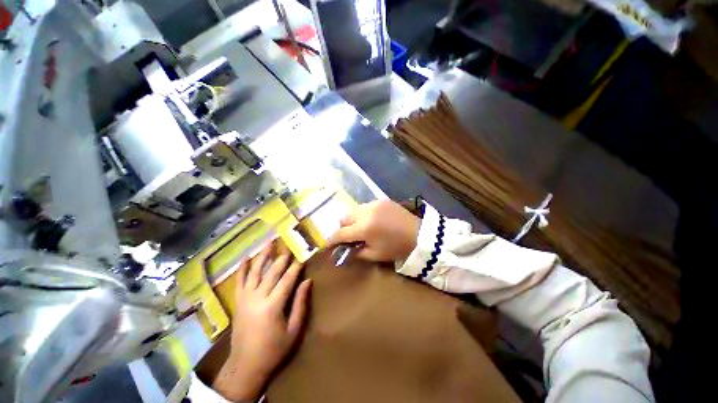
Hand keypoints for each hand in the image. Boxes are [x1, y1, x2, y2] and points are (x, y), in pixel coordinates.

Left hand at [213, 242, 310, 401]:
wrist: (245, 366)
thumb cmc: (274, 350)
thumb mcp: (294, 330)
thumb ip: (300, 303)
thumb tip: (308, 281)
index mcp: (273, 306)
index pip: (287, 279)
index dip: (296, 267)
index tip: (302, 257)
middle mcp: (258, 298)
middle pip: (272, 272)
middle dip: (282, 258)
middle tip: (289, 246)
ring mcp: (245, 299)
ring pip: (255, 272)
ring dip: (263, 256)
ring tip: (269, 242)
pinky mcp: (238, 302)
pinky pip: (239, 281)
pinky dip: (242, 268)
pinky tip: (246, 257)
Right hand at [326, 199, 420, 261]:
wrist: (419, 235)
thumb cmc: (397, 248)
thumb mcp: (375, 255)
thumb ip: (356, 252)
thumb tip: (343, 249)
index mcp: (364, 228)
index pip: (341, 233)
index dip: (332, 239)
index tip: (327, 244)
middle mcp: (366, 212)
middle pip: (344, 217)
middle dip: (343, 227)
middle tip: (349, 236)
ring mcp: (374, 203)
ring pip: (354, 210)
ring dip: (353, 219)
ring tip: (361, 228)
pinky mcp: (381, 200)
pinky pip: (365, 206)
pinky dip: (364, 214)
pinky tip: (372, 221)